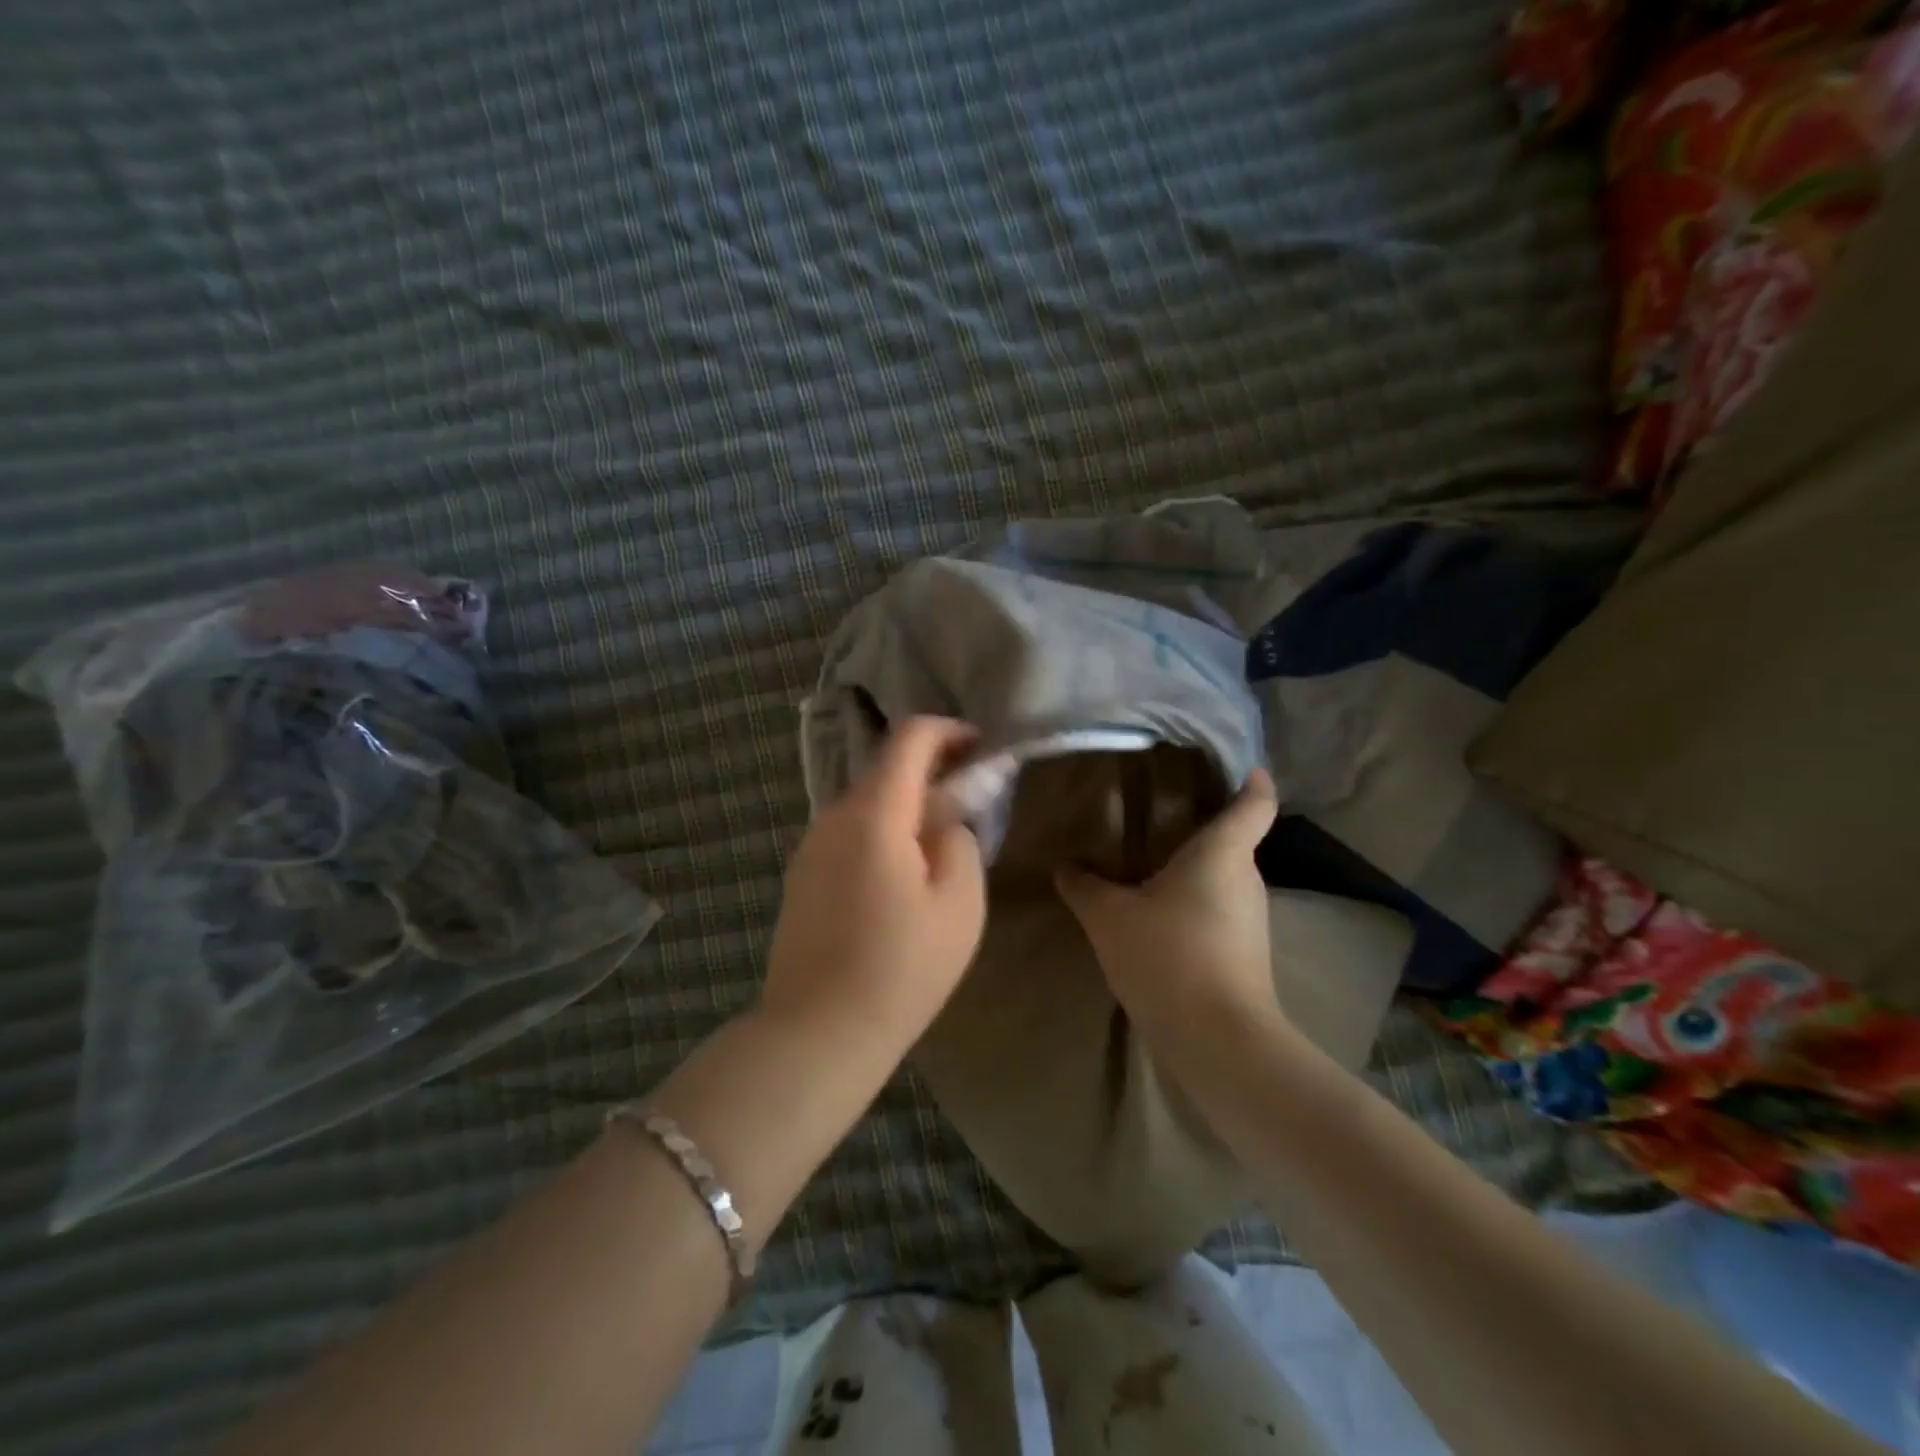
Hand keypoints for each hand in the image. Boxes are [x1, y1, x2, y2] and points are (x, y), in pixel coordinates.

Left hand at [760, 717, 985, 1053]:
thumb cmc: (901, 968)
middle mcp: (833, 817)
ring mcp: (810, 846)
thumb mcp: (959, 904)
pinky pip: (849, 835)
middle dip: (932, 773)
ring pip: (867, 804)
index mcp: (874, 813)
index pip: (909, 738)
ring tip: (940, 845)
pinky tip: (901, 876)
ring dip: (907, 807)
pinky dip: (882, 833)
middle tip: (971, 802)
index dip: (949, 730)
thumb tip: (946, 821)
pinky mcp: (802, 876)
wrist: (817, 1033)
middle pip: (886, 770)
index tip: (981, 746)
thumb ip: (960, 842)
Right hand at [1055, 769, 1281, 1052]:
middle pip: (1233, 842)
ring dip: (1194, 872)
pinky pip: (1218, 913)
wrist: (1216, 1041)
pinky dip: (1193, 906)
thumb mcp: (1109, 917)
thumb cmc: (1168, 956)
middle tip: (1161, 815)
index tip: (1244, 767)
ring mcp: (1251, 921)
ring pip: (1223, 881)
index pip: (1255, 804)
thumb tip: (1064, 866)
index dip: (1253, 782)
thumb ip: (1084, 886)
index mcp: (1224, 854)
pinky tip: (1157, 917)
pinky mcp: (1246, 955)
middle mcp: (1246, 880)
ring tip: (1150, 864)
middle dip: (1202, 828)